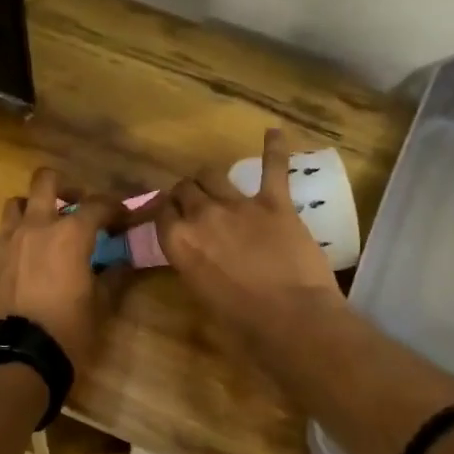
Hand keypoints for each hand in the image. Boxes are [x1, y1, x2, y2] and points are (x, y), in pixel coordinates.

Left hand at [0, 168, 125, 374]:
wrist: (15, 357)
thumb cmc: (67, 331)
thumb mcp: (100, 307)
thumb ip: (113, 278)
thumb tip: (121, 264)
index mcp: (70, 234)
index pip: (98, 205)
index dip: (115, 208)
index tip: (123, 219)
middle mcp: (35, 226)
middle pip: (45, 181)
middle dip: (64, 187)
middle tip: (75, 206)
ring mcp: (5, 241)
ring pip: (15, 204)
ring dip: (32, 209)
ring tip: (42, 230)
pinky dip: (12, 242)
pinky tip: (20, 261)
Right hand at [155, 128, 340, 340]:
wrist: (291, 318)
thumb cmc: (242, 322)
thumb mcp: (202, 295)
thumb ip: (193, 265)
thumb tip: (196, 255)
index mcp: (179, 244)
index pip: (162, 213)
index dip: (166, 213)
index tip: (171, 217)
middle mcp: (202, 216)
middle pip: (185, 189)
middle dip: (185, 193)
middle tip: (192, 202)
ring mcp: (239, 205)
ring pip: (213, 174)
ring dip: (210, 178)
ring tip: (214, 182)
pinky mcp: (274, 202)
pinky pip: (273, 167)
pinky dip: (274, 148)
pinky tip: (274, 131)